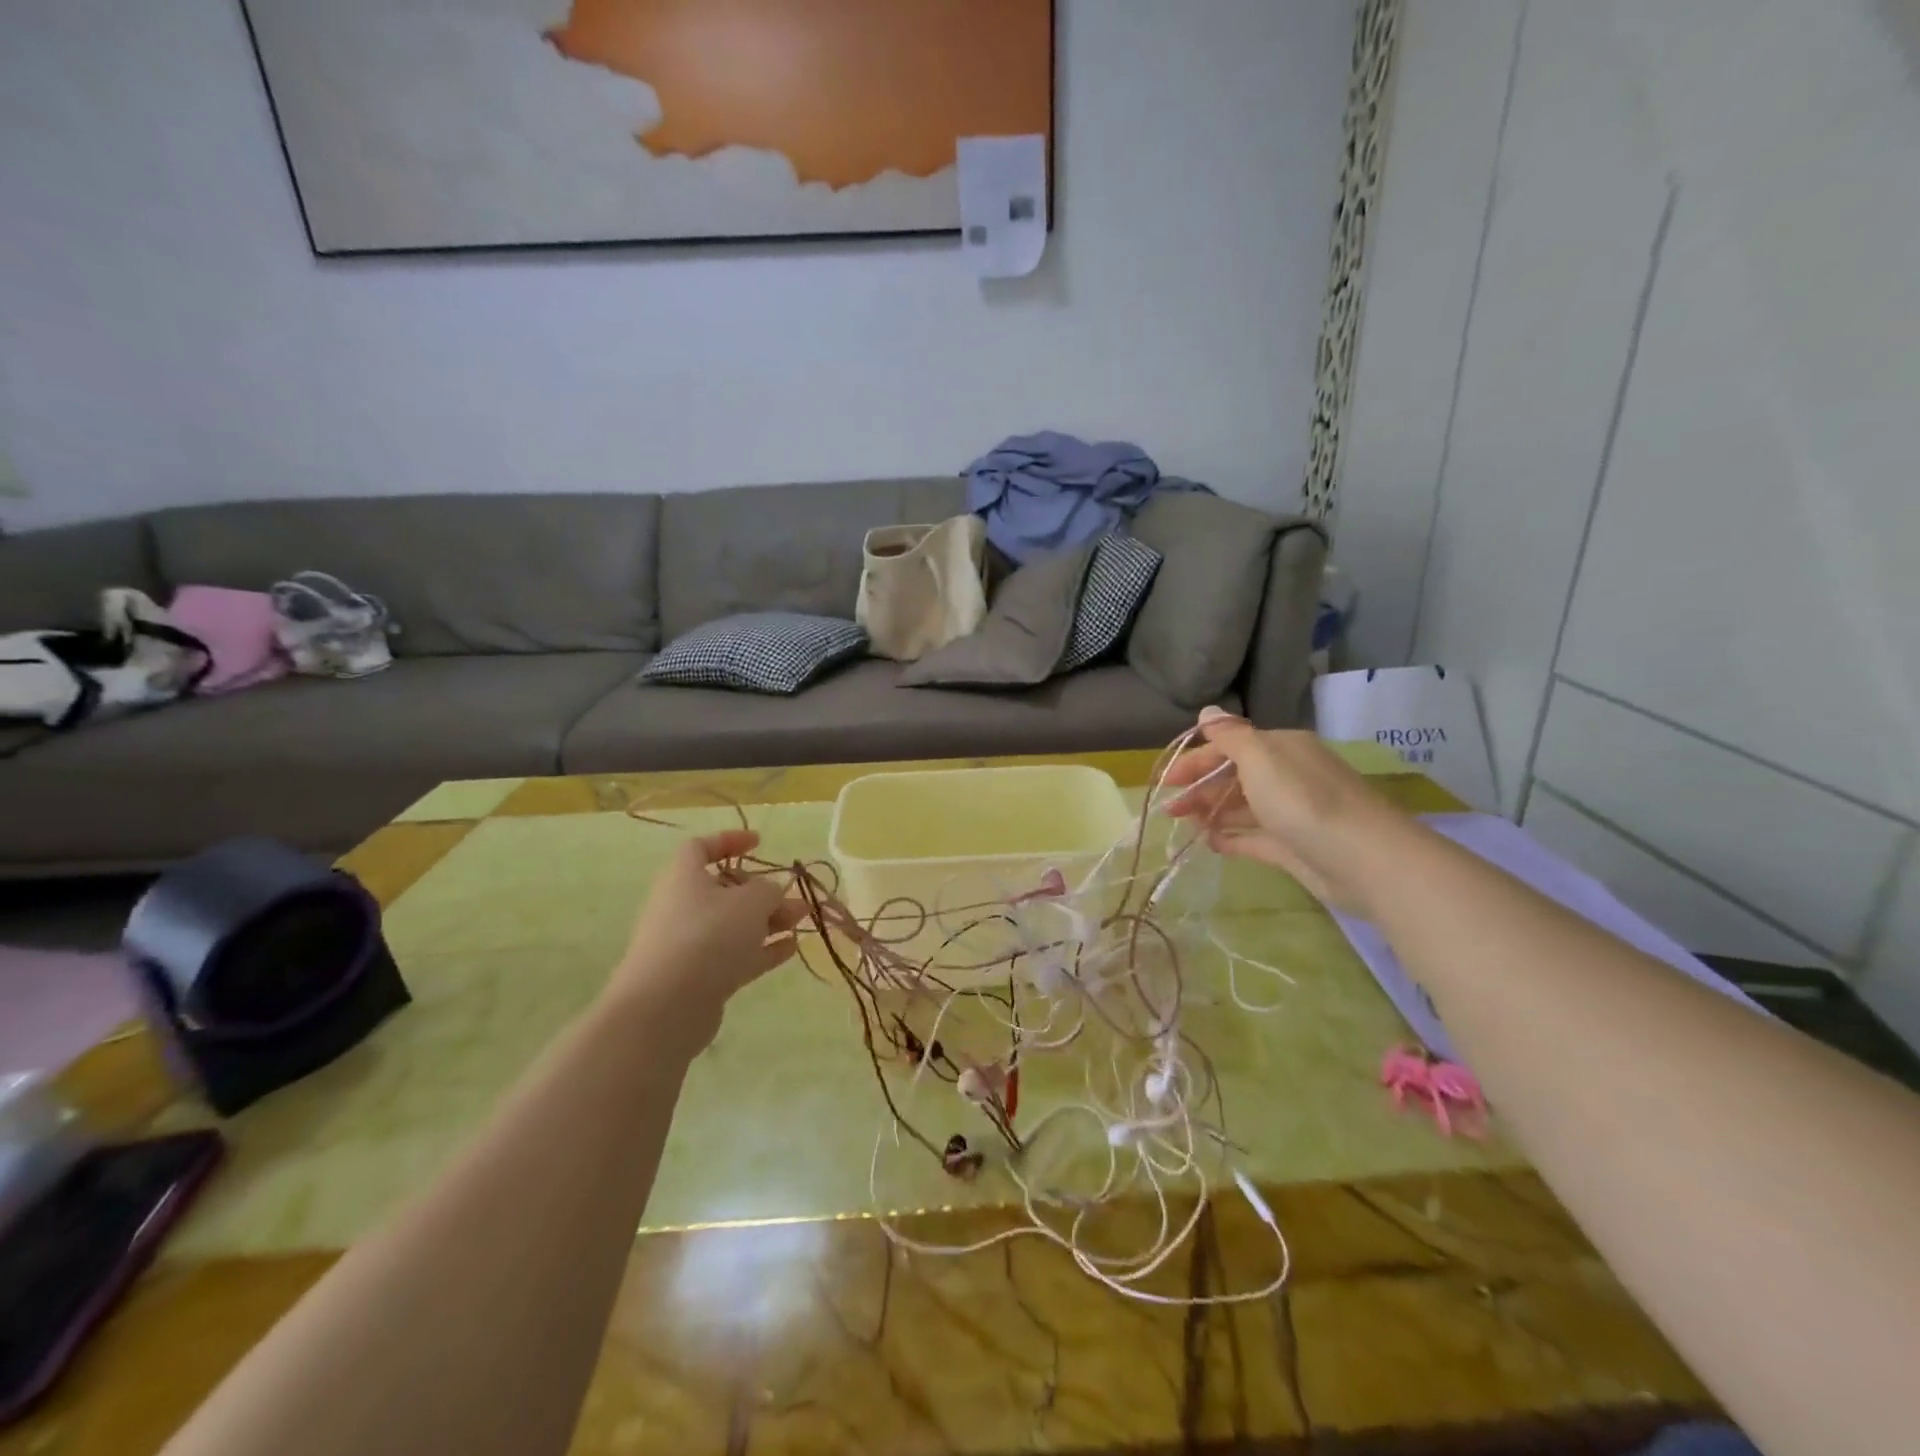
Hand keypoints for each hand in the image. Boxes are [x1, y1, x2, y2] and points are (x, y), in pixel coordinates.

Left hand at [609, 830, 806, 1044]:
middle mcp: (682, 907)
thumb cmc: (707, 935)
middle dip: (763, 891)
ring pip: (734, 925)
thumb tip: (770, 893)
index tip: (759, 843)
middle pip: (724, 890)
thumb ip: (768, 890)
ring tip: (803, 920)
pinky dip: (763, 950)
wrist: (666, 1007)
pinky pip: (736, 956)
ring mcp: (690, 945)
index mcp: (683, 877)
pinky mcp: (700, 978)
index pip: (701, 848)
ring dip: (770, 920)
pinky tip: (792, 949)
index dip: (730, 841)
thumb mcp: (749, 901)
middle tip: (795, 897)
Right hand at [1161, 707, 1403, 916]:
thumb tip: (1207, 712)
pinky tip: (1208, 844)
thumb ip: (1230, 736)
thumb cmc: (1304, 800)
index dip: (1196, 760)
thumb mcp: (1260, 758)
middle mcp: (1288, 776)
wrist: (1364, 860)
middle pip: (1234, 777)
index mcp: (1282, 749)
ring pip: (1242, 808)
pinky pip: (1254, 838)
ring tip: (1185, 826)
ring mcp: (1292, 813)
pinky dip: (1230, 838)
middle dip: (1200, 789)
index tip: (1166, 781)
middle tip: (1170, 810)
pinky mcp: (1294, 846)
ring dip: (1211, 813)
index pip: (1230, 747)